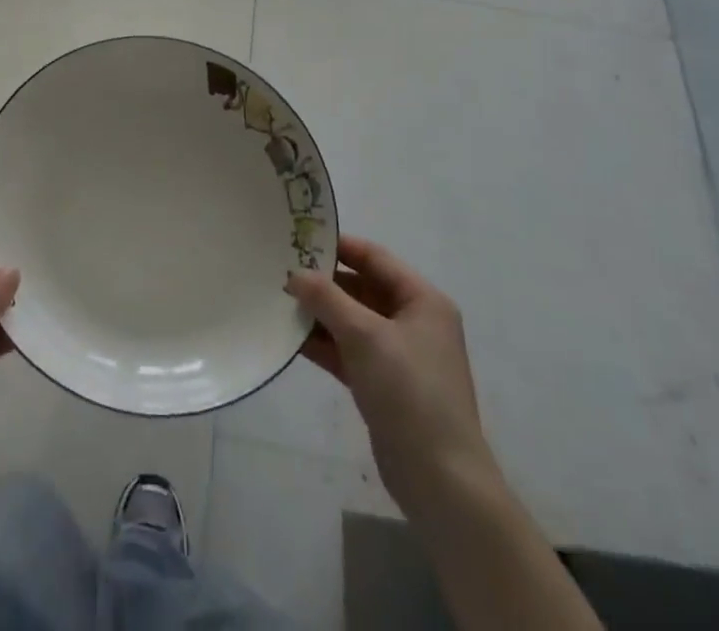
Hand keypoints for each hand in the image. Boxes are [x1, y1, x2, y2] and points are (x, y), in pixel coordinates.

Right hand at [287, 235, 492, 518]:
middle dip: (323, 283)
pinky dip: (324, 344)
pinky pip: (348, 351)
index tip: (298, 239)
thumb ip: (326, 299)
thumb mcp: (364, 335)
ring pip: (352, 321)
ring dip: (319, 314)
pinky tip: (291, 338)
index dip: (338, 246)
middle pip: (361, 288)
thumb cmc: (409, 391)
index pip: (374, 257)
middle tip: (280, 272)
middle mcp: (413, 321)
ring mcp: (399, 355)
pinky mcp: (384, 384)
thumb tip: (294, 274)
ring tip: (277, 302)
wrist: (441, 480)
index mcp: (422, 300)